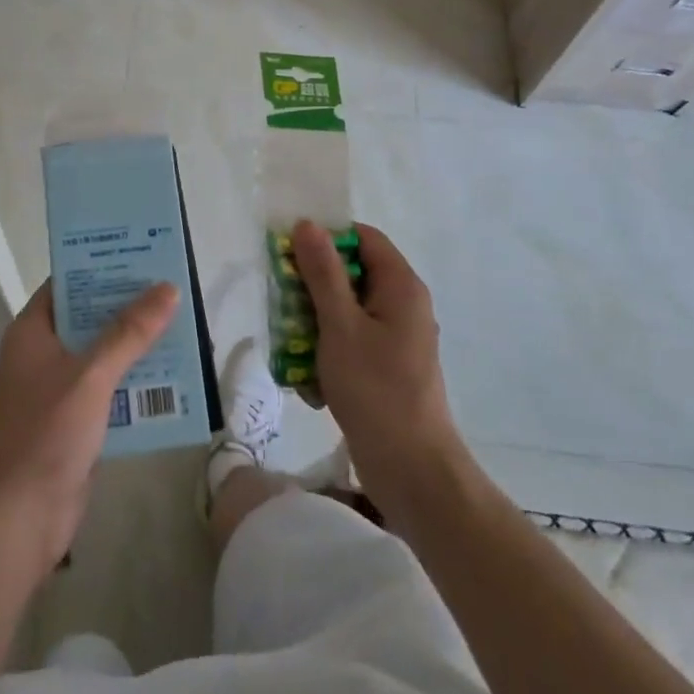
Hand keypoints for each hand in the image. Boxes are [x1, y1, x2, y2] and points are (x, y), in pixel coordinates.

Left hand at [0, 279, 177, 580]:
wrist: (18, 518)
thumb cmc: (46, 433)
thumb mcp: (91, 375)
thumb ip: (130, 332)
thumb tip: (167, 289)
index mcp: (31, 333)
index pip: (66, 284)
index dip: (99, 268)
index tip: (139, 255)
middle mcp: (40, 356)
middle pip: (87, 319)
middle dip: (126, 308)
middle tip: (171, 290)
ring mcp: (55, 392)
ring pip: (100, 357)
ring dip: (134, 347)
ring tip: (180, 328)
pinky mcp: (71, 424)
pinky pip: (106, 392)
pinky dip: (132, 384)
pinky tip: (170, 380)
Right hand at [292, 221, 460, 505]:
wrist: (411, 469)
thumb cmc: (375, 389)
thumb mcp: (340, 325)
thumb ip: (322, 273)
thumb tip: (308, 224)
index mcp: (401, 286)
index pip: (363, 238)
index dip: (327, 238)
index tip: (289, 253)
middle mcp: (403, 305)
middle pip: (352, 274)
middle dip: (313, 285)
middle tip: (281, 300)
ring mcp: (396, 339)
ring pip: (347, 311)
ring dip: (315, 323)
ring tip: (290, 345)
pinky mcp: (387, 368)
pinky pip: (352, 343)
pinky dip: (328, 353)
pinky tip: (309, 381)